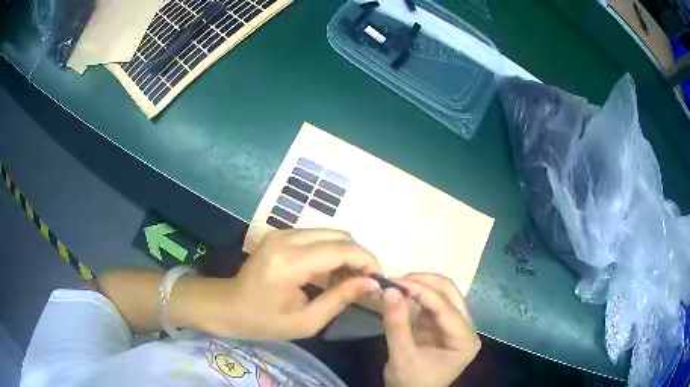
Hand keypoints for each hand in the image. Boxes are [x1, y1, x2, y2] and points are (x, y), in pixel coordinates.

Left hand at [186, 229, 381, 339]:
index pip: (342, 249)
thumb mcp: (307, 321)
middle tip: (365, 282)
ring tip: (349, 279)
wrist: (227, 306)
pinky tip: (331, 272)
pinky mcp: (280, 234)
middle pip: (339, 235)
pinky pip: (317, 235)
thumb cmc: (264, 321)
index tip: (378, 280)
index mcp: (290, 263)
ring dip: (346, 253)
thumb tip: (372, 283)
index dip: (367, 261)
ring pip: (330, 232)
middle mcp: (286, 239)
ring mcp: (281, 233)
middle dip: (359, 256)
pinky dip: (331, 250)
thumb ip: (341, 298)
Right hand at [382, 273, 480, 386]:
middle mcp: (467, 327)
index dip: (421, 291)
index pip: (446, 308)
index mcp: (465, 340)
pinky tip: (402, 292)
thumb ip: (397, 325)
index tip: (394, 282)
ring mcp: (457, 324)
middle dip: (423, 282)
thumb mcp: (401, 357)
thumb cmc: (411, 382)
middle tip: (394, 281)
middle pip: (450, 293)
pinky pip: (434, 300)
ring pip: (444, 292)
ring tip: (396, 284)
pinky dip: (418, 293)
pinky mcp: (444, 323)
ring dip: (421, 284)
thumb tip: (389, 290)